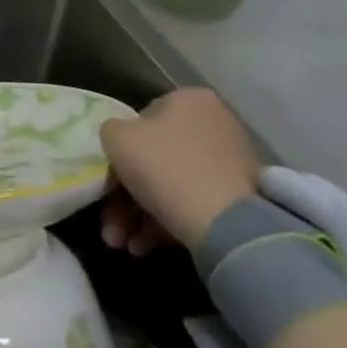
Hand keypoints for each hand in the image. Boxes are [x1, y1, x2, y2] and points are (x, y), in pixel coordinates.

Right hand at [99, 88, 263, 251]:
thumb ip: (111, 131)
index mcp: (189, 100)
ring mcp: (230, 164)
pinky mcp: (239, 201)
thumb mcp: (117, 139)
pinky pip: (192, 205)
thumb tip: (120, 139)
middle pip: (156, 158)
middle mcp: (214, 124)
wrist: (227, 225)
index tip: (107, 179)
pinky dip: (164, 223)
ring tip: (119, 243)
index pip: (144, 118)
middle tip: (110, 224)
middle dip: (125, 196)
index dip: (120, 150)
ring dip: (138, 216)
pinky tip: (142, 247)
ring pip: (171, 186)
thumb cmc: (165, 167)